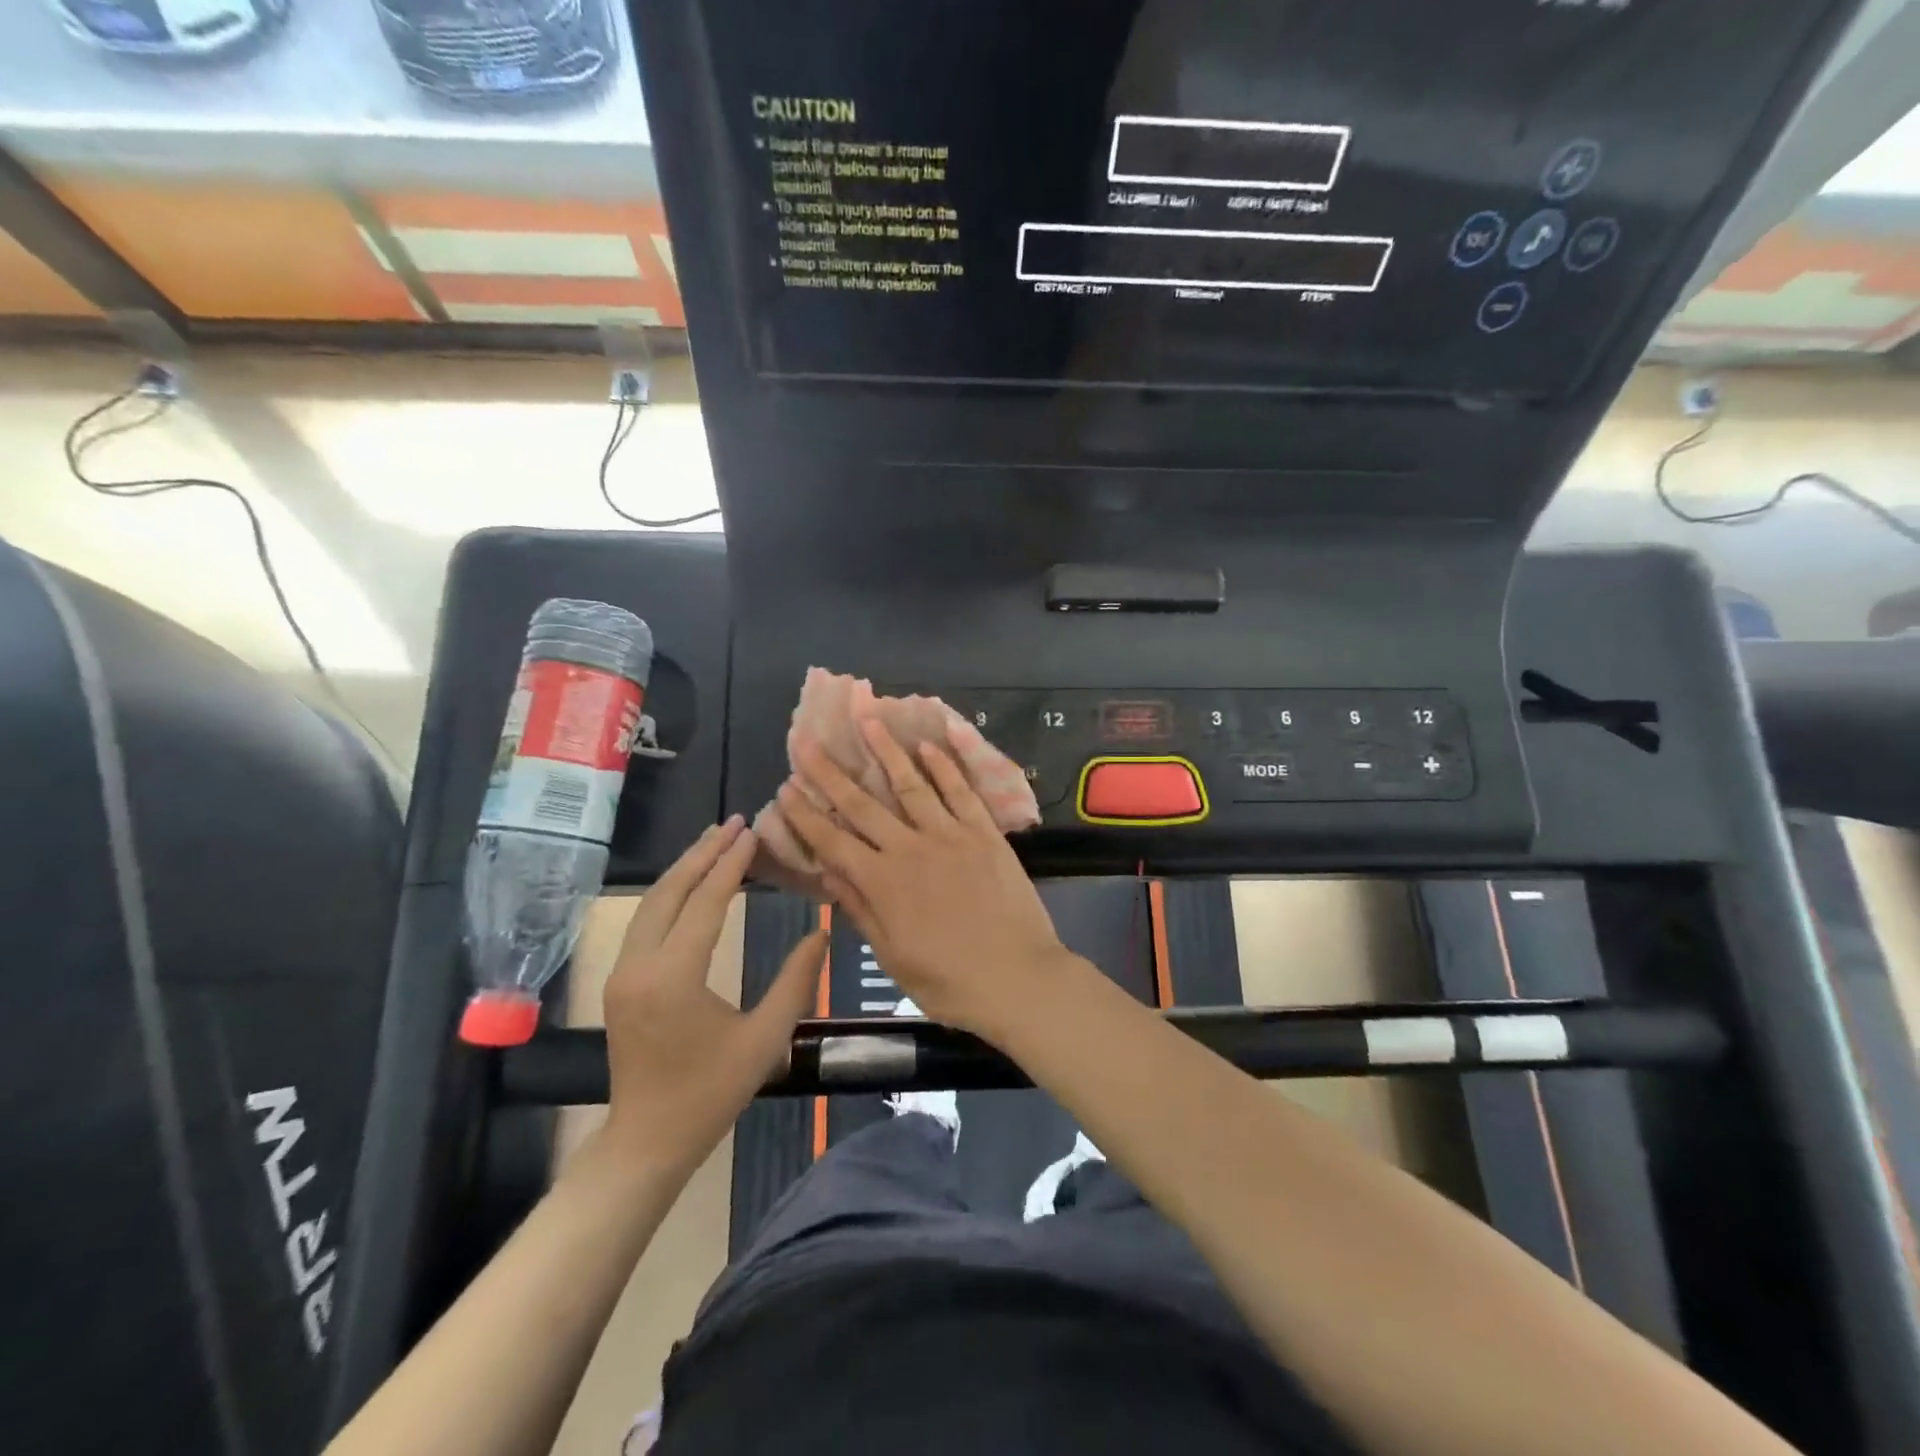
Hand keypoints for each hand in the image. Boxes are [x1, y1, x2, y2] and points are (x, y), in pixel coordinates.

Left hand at [601, 817, 826, 1173]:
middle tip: (735, 822)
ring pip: (651, 903)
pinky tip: (692, 882)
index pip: (706, 903)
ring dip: (683, 869)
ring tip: (714, 840)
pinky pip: (645, 922)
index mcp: (674, 977)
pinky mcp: (621, 981)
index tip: (753, 832)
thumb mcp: (766, 1039)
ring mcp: (623, 973)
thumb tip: (822, 932)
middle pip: (670, 892)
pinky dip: (671, 893)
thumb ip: (796, 981)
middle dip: (703, 853)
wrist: (648, 1141)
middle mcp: (639, 965)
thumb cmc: (711, 1093)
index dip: (731, 865)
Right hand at [775, 718, 1070, 1039]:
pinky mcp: (984, 833)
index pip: (832, 841)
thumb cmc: (949, 981)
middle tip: (807, 741)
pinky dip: (944, 767)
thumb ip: (861, 910)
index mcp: (882, 883)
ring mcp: (950, 835)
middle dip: (830, 772)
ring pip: (910, 784)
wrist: (1017, 978)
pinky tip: (927, 745)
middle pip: (862, 804)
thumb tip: (830, 874)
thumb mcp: (892, 957)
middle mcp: (909, 849)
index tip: (785, 788)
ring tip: (867, 721)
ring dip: (886, 751)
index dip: (805, 815)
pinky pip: (960, 792)